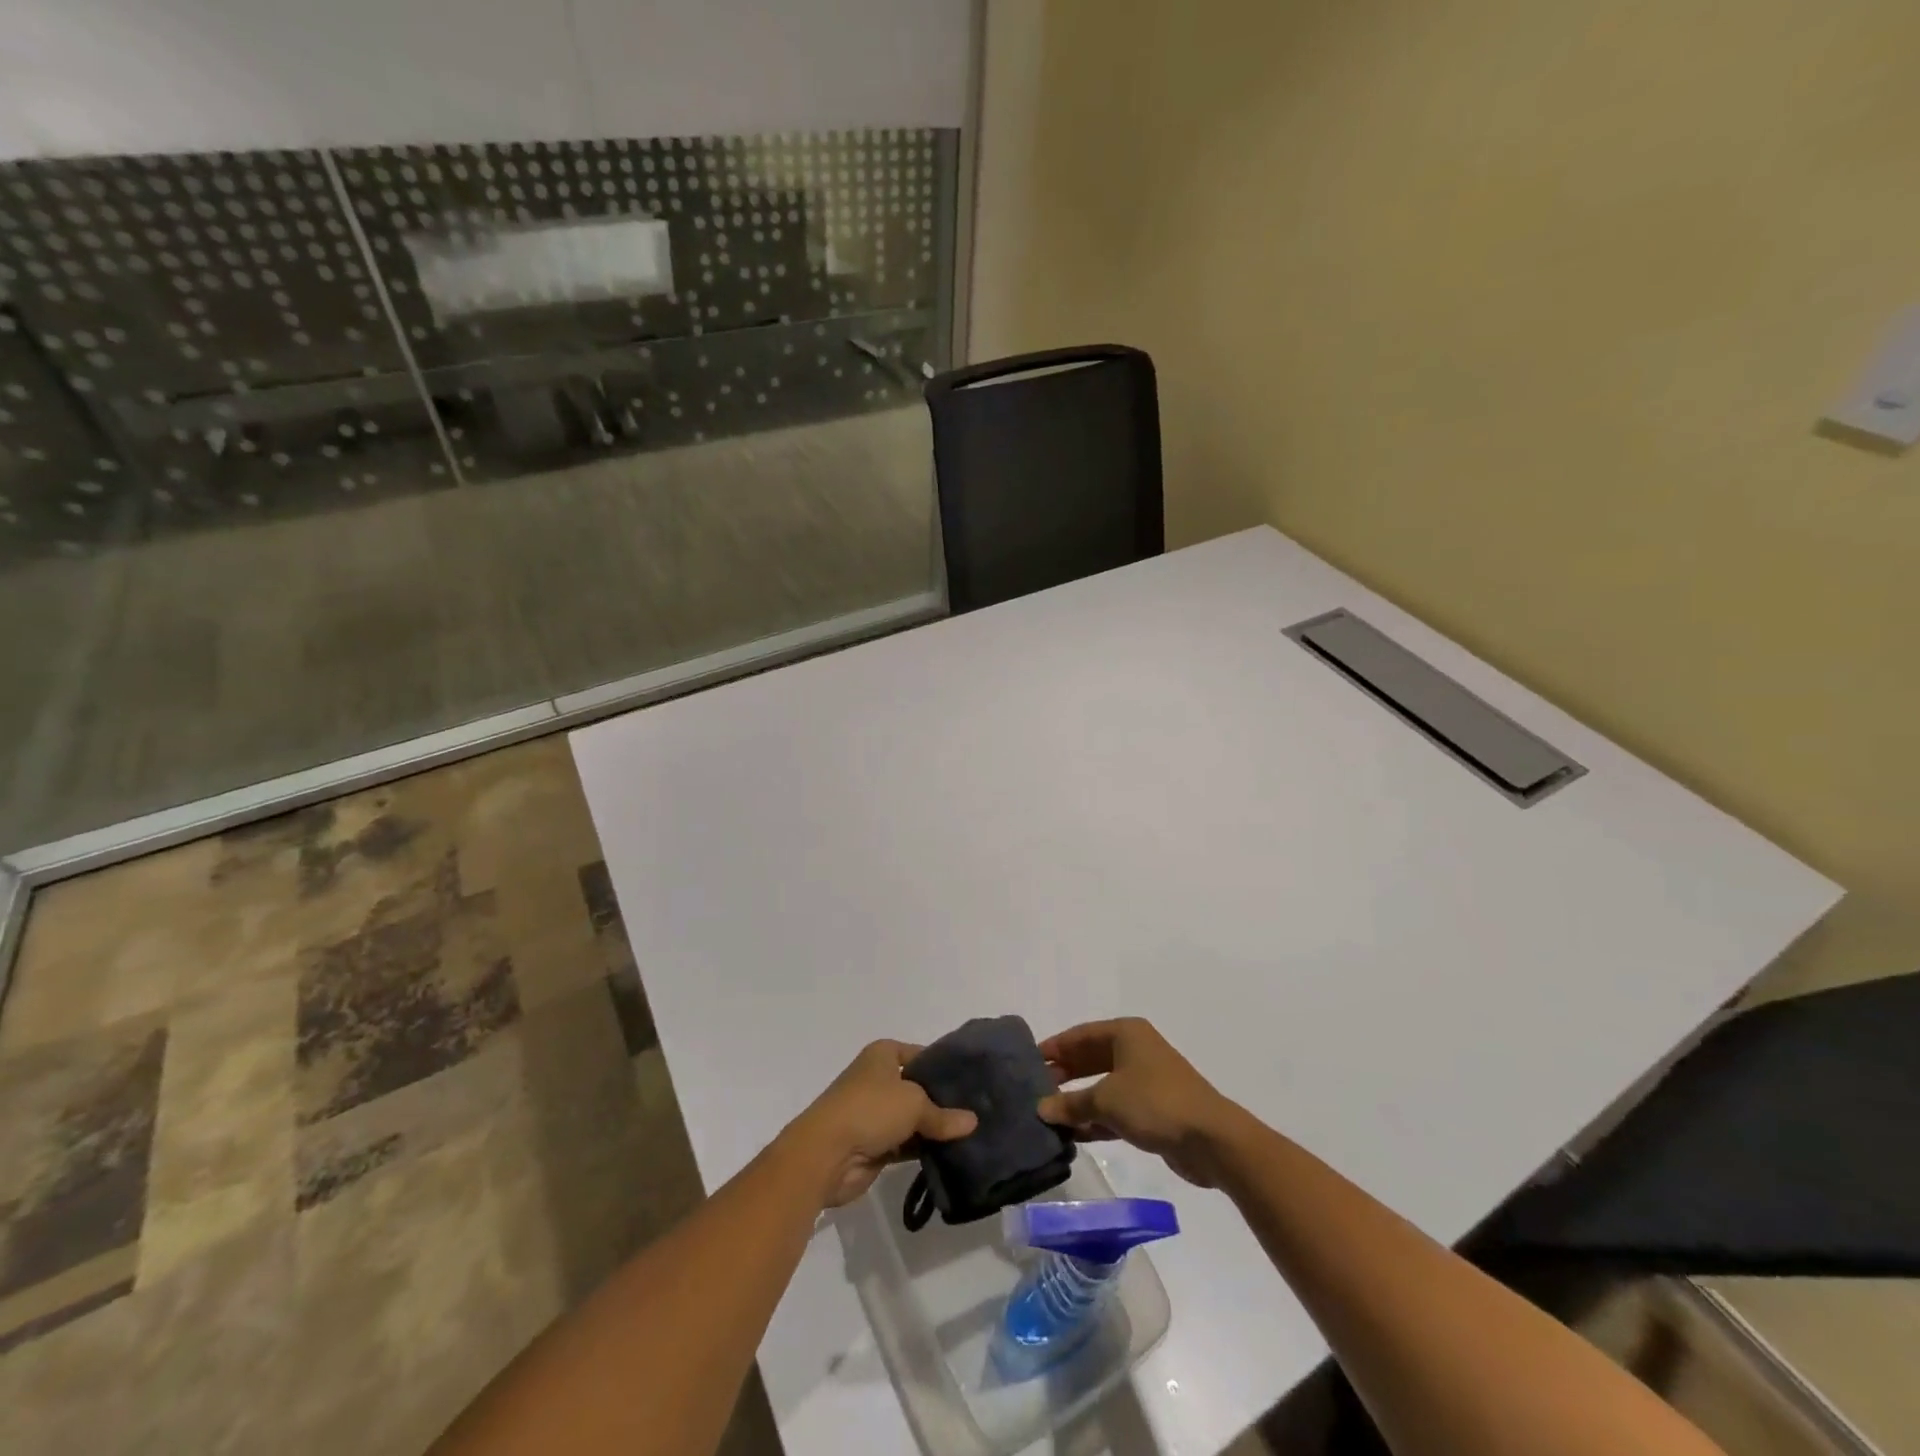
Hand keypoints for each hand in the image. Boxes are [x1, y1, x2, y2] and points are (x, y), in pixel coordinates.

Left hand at [785, 1041, 978, 1209]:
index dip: (943, 1066)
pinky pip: (906, 1144)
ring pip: (913, 1118)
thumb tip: (972, 1122)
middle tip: (978, 1110)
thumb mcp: (914, 1103)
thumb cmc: (870, 1109)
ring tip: (971, 1134)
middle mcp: (878, 1079)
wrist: (826, 1153)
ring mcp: (875, 1113)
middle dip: (943, 1100)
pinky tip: (951, 1154)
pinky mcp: (874, 1145)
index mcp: (883, 1055)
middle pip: (918, 1087)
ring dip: (934, 1128)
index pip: (921, 1054)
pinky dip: (923, 1149)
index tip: (971, 1080)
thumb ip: (943, 1114)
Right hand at [1037, 1018, 1240, 1187]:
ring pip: (1102, 1086)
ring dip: (1078, 1101)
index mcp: (1125, 1034)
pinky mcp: (1152, 1110)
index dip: (1054, 1048)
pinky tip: (1072, 1134)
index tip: (1029, 1062)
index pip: (1079, 1035)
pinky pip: (1115, 1109)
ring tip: (1048, 1115)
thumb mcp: (1106, 1100)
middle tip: (1035, 1090)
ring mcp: (1145, 1080)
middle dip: (1063, 1074)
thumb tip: (1041, 1108)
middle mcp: (1134, 1050)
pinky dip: (1095, 1119)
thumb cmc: (1154, 1103)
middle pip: (1090, 1058)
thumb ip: (1071, 1103)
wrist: (1210, 1139)